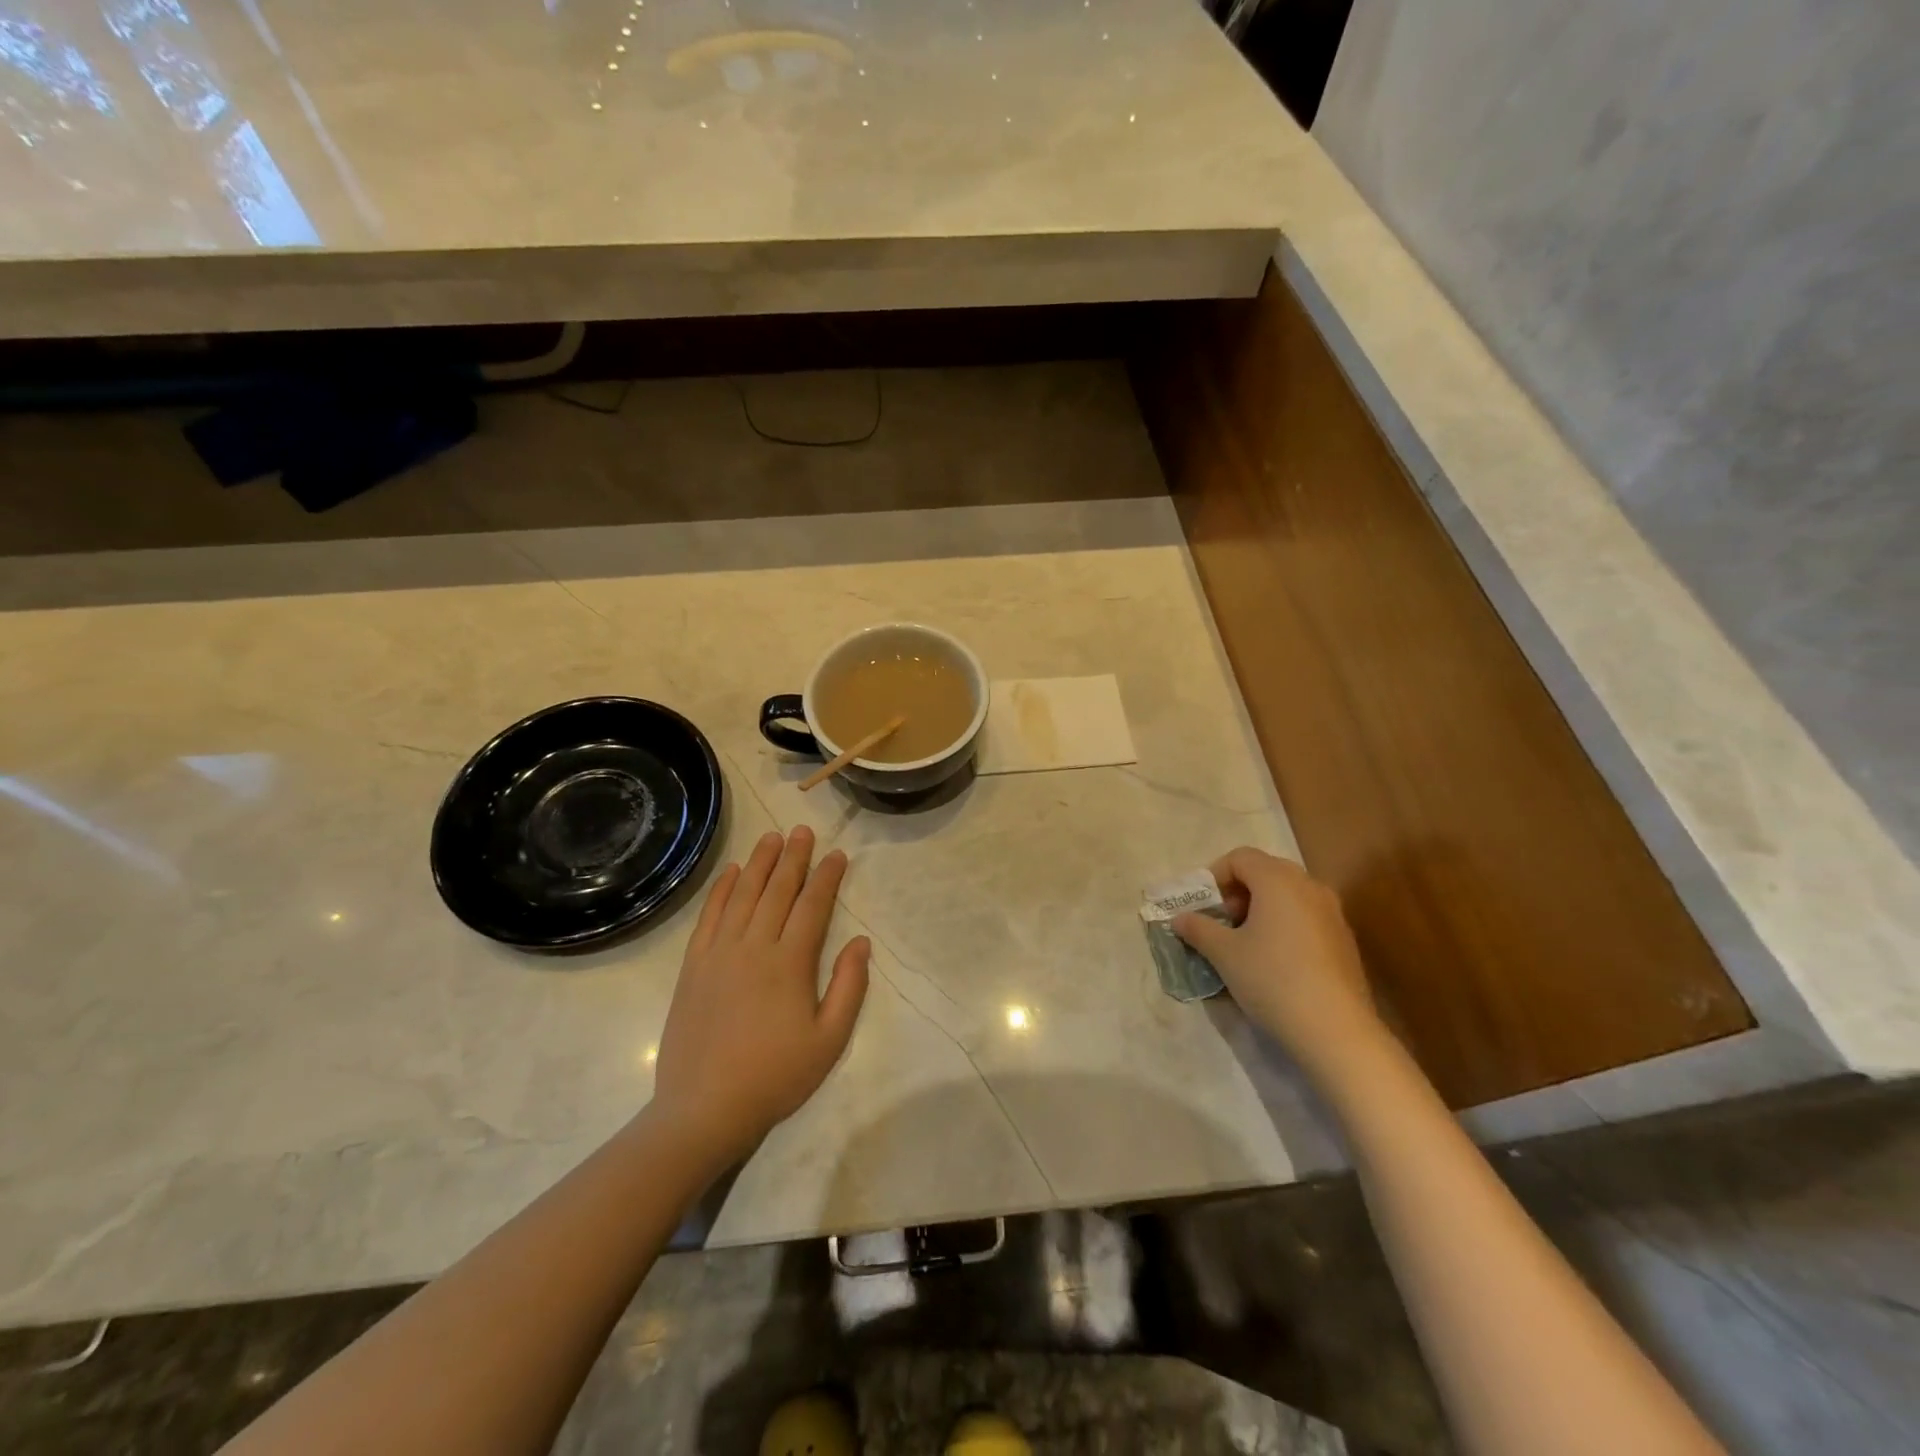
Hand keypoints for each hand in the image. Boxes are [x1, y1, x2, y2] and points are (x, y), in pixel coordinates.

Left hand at [651, 827, 869, 1161]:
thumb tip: (861, 942)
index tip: (837, 854)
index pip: (812, 906)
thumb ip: (849, 987)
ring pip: (743, 895)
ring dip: (760, 863)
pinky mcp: (693, 966)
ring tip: (772, 838)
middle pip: (777, 891)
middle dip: (794, 858)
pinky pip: (709, 917)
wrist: (705, 1108)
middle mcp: (754, 947)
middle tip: (803, 831)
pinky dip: (721, 890)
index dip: (826, 877)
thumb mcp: (829, 1040)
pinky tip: (731, 873)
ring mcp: (719, 953)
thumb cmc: (776, 1076)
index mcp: (790, 963)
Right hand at [1173, 847, 1383, 1081]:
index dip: (1215, 876)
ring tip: (1245, 942)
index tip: (1203, 906)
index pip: (1240, 857)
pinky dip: (1284, 925)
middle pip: (1266, 872)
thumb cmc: (1272, 979)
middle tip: (1222, 922)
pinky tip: (1275, 961)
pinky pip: (1306, 917)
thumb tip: (1180, 918)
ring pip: (1288, 895)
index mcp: (1278, 880)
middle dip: (1238, 892)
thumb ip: (1198, 929)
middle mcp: (1309, 886)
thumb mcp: (1224, 954)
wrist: (1336, 1030)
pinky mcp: (1344, 939)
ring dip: (1261, 908)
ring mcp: (1332, 912)